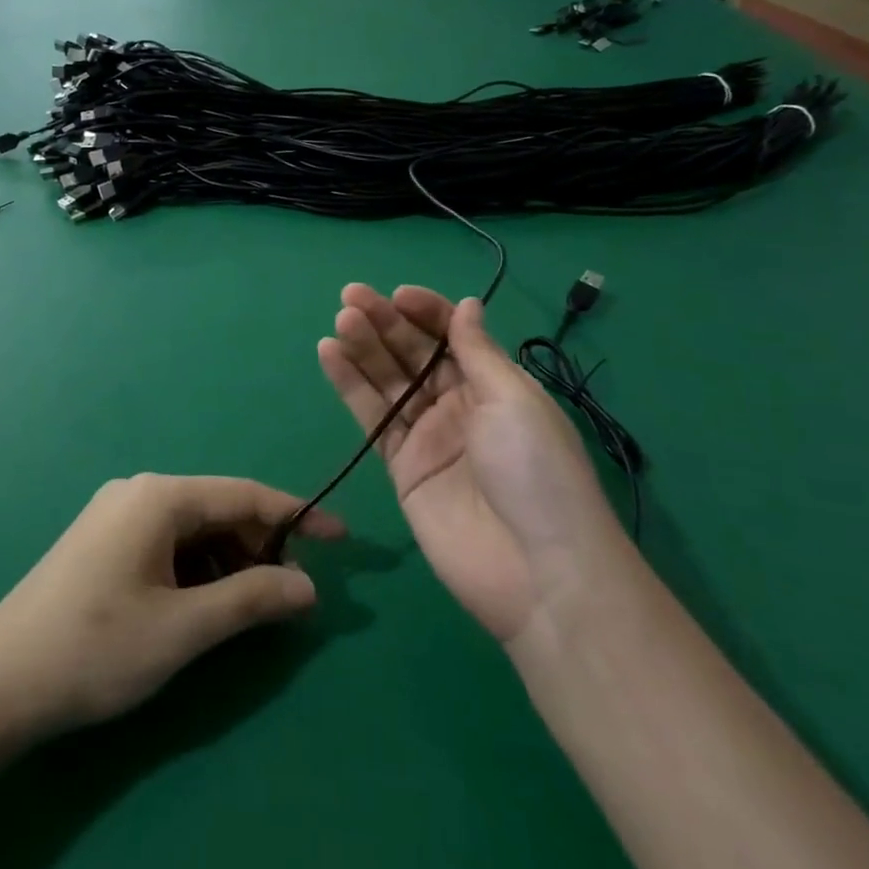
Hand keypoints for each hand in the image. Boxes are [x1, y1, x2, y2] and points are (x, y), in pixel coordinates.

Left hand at [0, 475, 344, 740]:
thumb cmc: (95, 649)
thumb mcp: (183, 629)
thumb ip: (251, 600)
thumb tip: (309, 586)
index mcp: (160, 496)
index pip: (246, 494)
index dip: (298, 516)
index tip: (342, 540)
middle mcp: (139, 491)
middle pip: (219, 509)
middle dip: (260, 546)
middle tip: (290, 595)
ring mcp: (116, 515)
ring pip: (194, 529)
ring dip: (229, 561)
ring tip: (248, 608)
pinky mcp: (102, 541)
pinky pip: (167, 543)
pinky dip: (197, 568)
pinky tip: (202, 606)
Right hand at [317, 285, 625, 643]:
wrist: (538, 572)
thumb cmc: (536, 471)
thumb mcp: (514, 400)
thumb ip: (478, 352)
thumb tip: (467, 304)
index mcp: (494, 384)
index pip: (452, 335)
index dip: (425, 312)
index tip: (396, 296)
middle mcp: (459, 404)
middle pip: (414, 354)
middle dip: (385, 323)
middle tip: (351, 297)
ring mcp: (428, 436)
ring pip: (388, 381)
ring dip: (363, 348)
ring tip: (340, 321)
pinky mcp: (401, 467)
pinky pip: (371, 418)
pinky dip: (349, 385)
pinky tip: (329, 354)